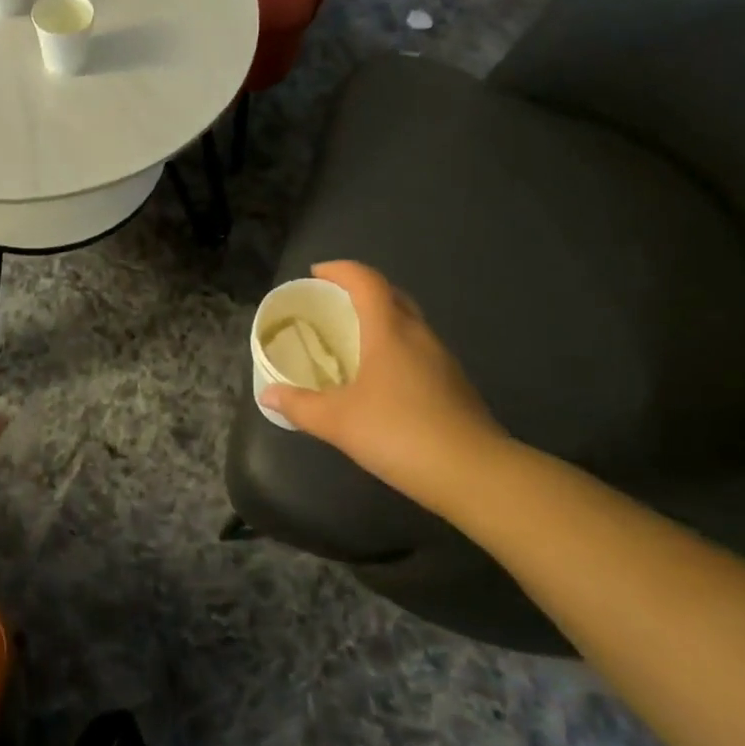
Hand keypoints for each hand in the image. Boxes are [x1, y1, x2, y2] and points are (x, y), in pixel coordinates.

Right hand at [260, 261, 508, 517]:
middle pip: (391, 296)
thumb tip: (268, 395)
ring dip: (381, 321)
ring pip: (409, 324)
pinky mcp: (454, 386)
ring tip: (352, 341)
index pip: (366, 281)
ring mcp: (442, 361)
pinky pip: (419, 351)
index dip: (340, 270)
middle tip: (332, 304)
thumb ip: (300, 405)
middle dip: (361, 291)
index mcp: (390, 331)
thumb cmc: (400, 433)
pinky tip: (381, 380)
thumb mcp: (338, 421)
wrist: (476, 475)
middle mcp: (419, 336)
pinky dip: (396, 349)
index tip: (316, 273)